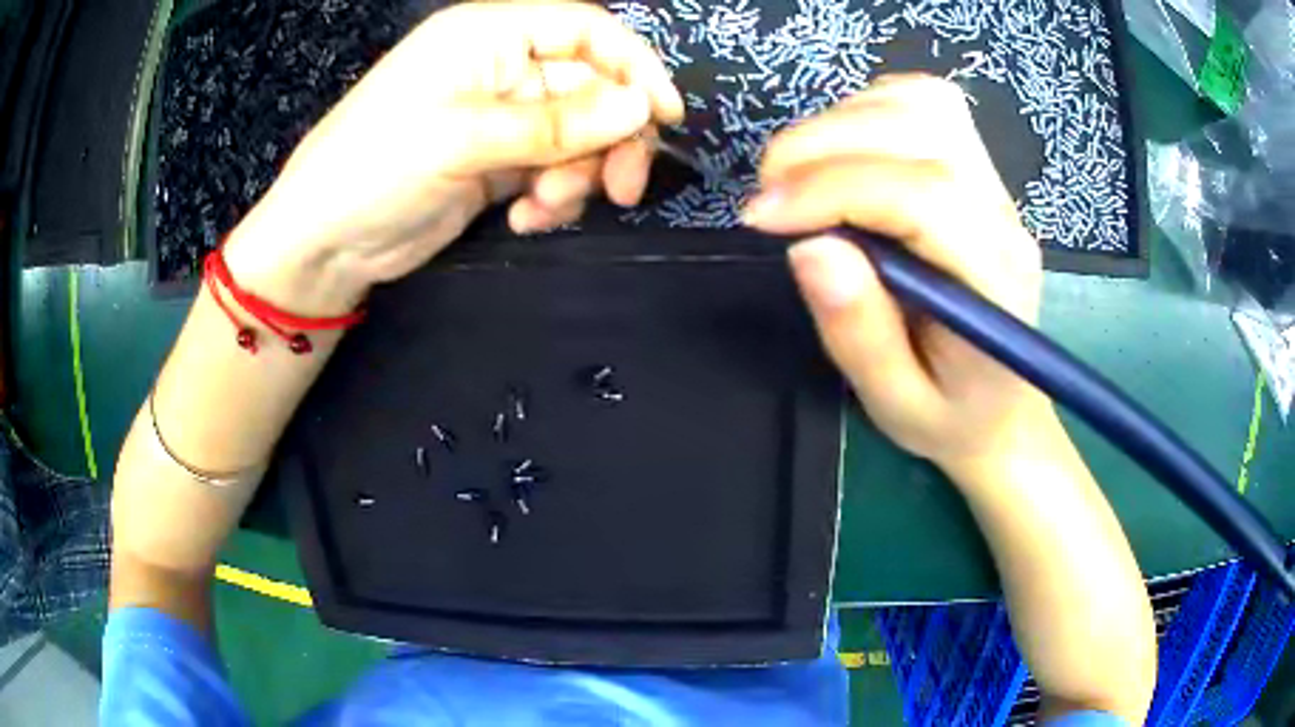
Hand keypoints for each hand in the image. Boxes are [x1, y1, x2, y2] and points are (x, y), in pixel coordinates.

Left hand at [225, 1, 683, 312]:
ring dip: (577, 175)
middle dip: (608, 139)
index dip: (633, 65)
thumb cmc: (374, 168)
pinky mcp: (497, 161)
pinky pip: (554, 169)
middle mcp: (500, 67)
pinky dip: (553, 196)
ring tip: (546, 207)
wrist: (324, 244)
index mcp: (488, 35)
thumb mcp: (462, 138)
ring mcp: (500, 116)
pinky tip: (528, 218)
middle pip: (591, 87)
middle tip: (620, 189)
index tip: (663, 115)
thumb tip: (640, 108)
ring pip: (578, 135)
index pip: (585, 29)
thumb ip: (555, 123)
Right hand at [743, 74, 1051, 476]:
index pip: (921, 196)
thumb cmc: (948, 414)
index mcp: (993, 280)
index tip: (761, 217)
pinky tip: (846, 155)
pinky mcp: (979, 168)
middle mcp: (1002, 215)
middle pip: (919, 129)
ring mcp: (995, 184)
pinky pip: (925, 103)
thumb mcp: (895, 401)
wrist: (1001, 404)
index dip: (832, 190)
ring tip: (801, 176)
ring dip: (842, 122)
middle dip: (824, 144)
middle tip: (769, 195)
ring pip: (920, 103)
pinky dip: (869, 109)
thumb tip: (807, 245)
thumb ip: (858, 330)